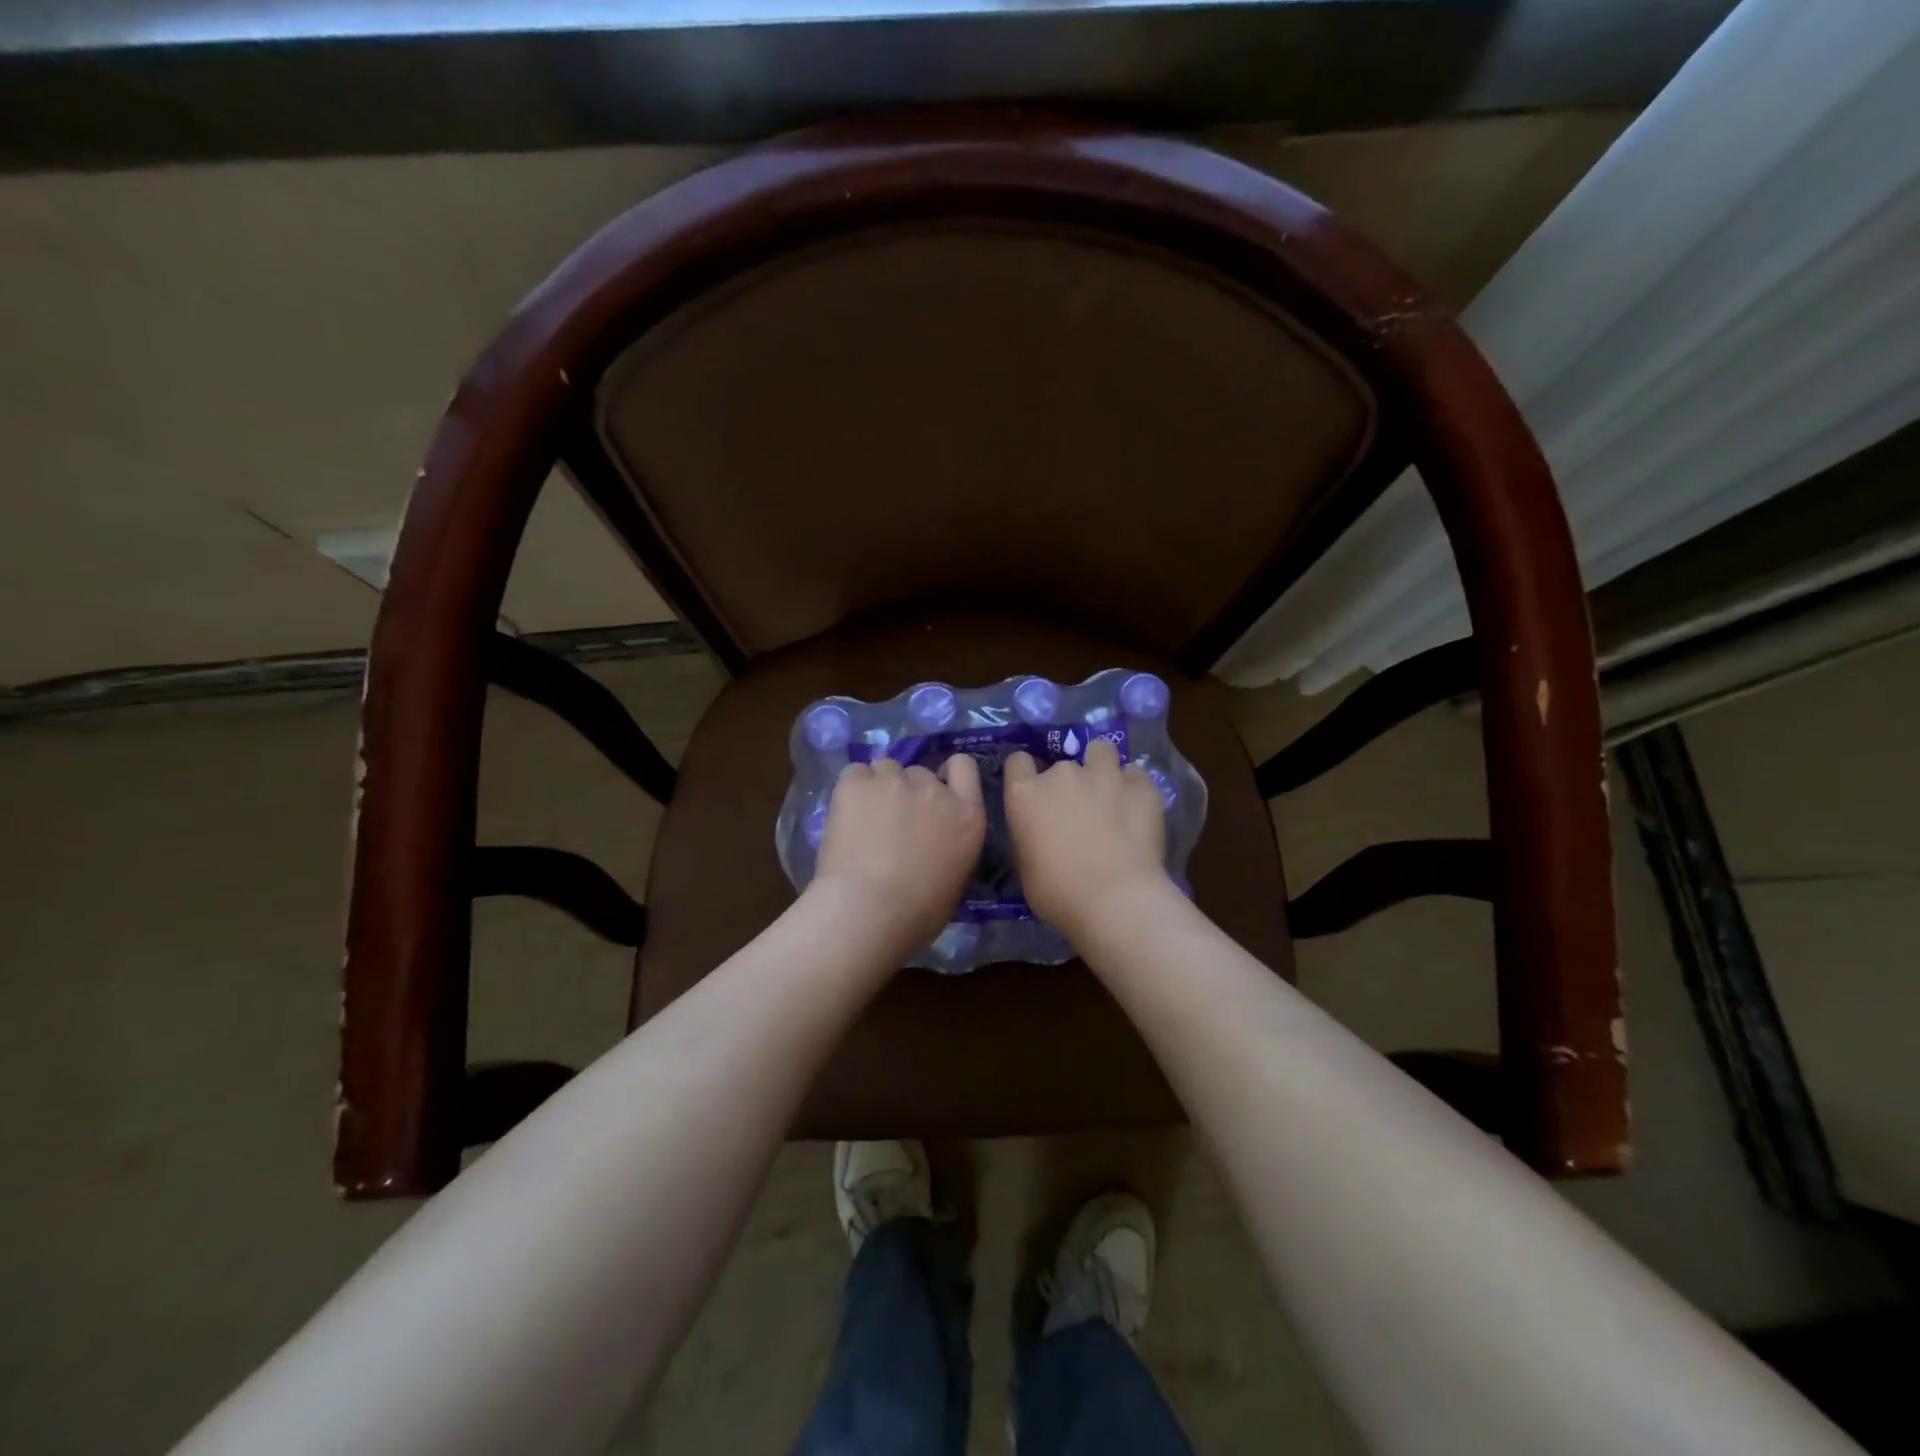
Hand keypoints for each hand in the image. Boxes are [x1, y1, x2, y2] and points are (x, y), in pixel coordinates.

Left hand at [814, 755, 985, 951]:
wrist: (869, 910)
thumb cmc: (918, 912)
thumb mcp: (955, 878)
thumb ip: (950, 845)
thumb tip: (933, 843)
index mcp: (966, 815)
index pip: (963, 766)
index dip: (946, 775)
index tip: (933, 793)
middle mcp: (933, 789)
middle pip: (919, 772)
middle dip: (908, 790)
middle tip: (892, 821)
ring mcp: (894, 782)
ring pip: (886, 768)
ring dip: (879, 787)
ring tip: (865, 818)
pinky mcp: (857, 784)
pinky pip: (855, 773)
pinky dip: (852, 789)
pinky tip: (845, 815)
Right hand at [1003, 738, 1168, 940]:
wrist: (1114, 899)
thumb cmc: (1058, 894)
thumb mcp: (1027, 866)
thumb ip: (1032, 836)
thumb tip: (1041, 834)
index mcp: (1026, 794)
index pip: (1018, 762)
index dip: (1026, 773)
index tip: (1035, 791)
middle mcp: (1061, 774)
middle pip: (1062, 764)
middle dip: (1069, 783)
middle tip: (1079, 812)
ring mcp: (1104, 775)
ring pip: (1101, 750)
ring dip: (1102, 767)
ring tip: (1110, 792)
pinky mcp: (1141, 786)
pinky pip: (1136, 775)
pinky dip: (1135, 788)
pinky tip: (1138, 809)